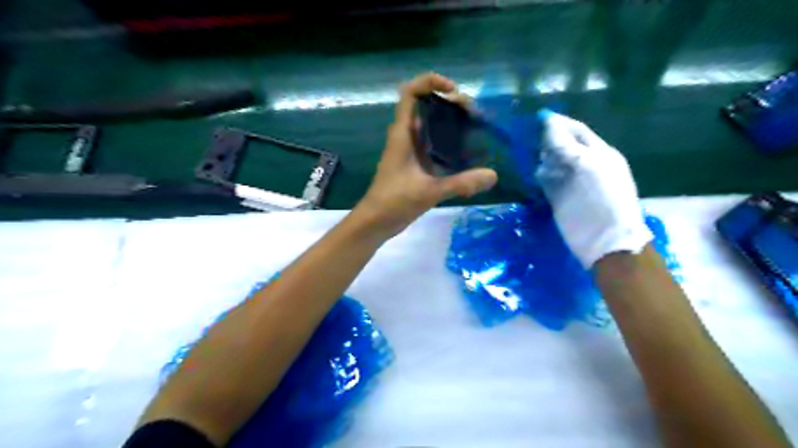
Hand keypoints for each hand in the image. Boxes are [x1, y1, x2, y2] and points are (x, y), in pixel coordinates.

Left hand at [357, 73, 496, 237]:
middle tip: (474, 114)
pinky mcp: (416, 164)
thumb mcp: (428, 191)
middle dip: (450, 103)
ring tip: (476, 127)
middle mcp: (406, 137)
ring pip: (432, 125)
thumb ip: (460, 183)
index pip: (410, 93)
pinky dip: (450, 142)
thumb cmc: (394, 202)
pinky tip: (468, 151)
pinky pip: (434, 144)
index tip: (453, 91)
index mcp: (402, 134)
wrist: (376, 222)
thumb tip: (493, 175)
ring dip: (452, 122)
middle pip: (427, 106)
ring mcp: (411, 150)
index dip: (430, 82)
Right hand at [536, 111, 647, 267]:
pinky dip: (538, 176)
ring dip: (540, 158)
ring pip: (552, 163)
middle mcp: (585, 164)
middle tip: (525, 138)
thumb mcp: (586, 166)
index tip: (535, 117)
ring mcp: (572, 182)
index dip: (558, 123)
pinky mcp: (560, 198)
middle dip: (545, 141)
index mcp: (598, 152)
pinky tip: (530, 173)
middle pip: (562, 146)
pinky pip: (546, 181)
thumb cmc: (601, 199)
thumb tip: (548, 121)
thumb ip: (565, 144)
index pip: (576, 131)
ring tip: (524, 155)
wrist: (605, 240)